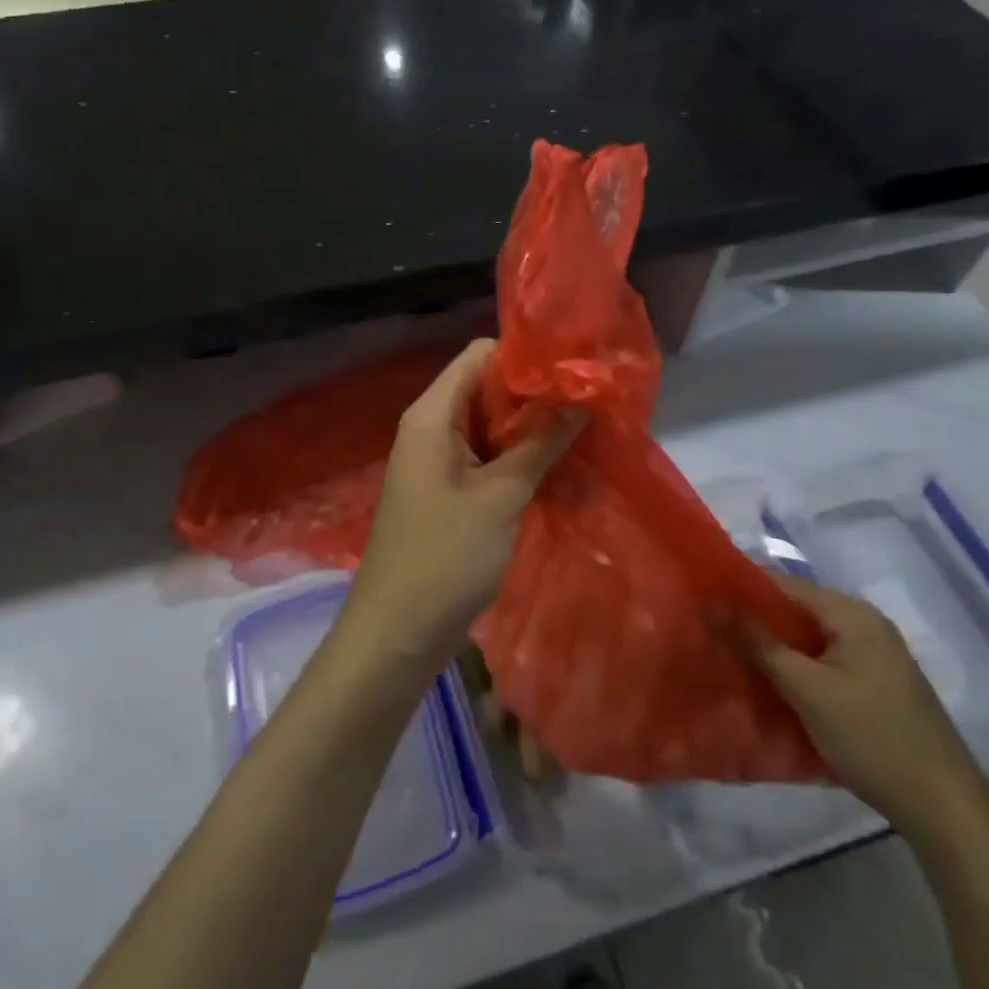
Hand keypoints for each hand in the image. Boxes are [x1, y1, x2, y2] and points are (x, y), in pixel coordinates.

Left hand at [341, 339, 580, 671]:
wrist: (396, 633)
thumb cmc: (445, 556)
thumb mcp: (500, 496)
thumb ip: (540, 443)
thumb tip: (579, 399)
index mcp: (432, 415)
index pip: (479, 356)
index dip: (525, 358)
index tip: (574, 371)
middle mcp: (431, 429)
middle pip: (487, 390)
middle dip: (536, 397)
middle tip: (591, 406)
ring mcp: (438, 463)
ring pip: (491, 429)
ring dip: (532, 433)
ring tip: (586, 435)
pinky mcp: (448, 494)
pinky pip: (487, 461)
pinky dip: (518, 462)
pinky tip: (561, 471)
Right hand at [732, 575, 988, 832]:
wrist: (944, 807)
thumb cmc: (871, 737)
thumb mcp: (806, 688)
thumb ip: (757, 642)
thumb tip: (710, 603)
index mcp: (852, 613)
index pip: (783, 583)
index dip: (741, 589)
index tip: (701, 600)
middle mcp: (865, 623)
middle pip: (796, 608)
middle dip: (754, 620)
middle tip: (710, 631)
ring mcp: (874, 654)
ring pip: (808, 637)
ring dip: (773, 645)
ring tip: (730, 655)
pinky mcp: (876, 682)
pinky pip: (824, 659)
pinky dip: (796, 665)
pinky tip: (770, 682)